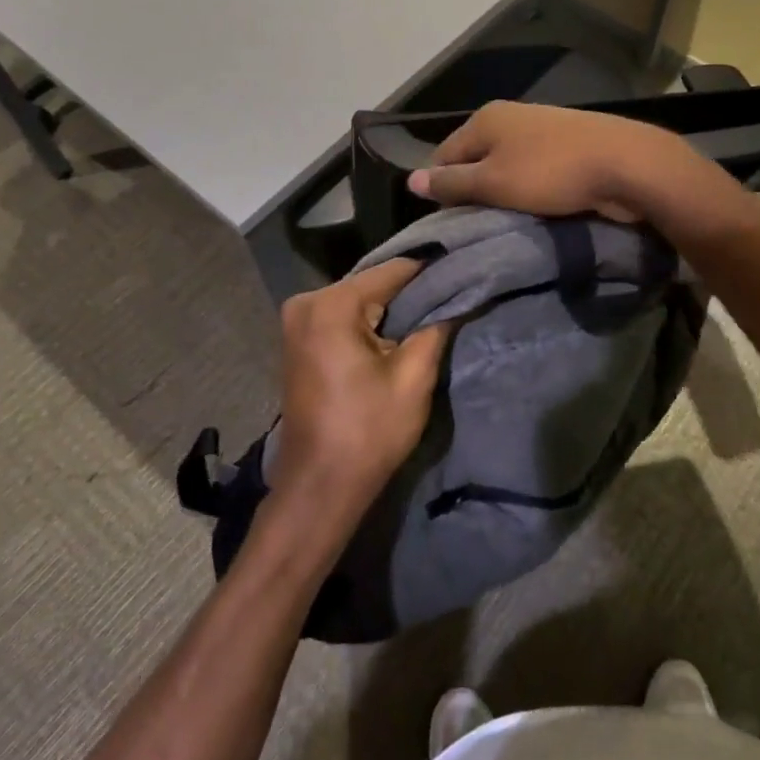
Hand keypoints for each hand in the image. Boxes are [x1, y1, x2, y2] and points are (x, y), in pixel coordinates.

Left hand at [271, 258, 450, 511]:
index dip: (430, 273)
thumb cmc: (367, 432)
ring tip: (432, 316)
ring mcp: (297, 321)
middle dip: (410, 294)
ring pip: (358, 301)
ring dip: (390, 310)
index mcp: (331, 305)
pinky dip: (368, 323)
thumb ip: (435, 328)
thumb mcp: (413, 379)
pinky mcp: (298, 340)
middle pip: (372, 284)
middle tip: (451, 299)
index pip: (392, 272)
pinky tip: (397, 334)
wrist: (319, 486)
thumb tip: (457, 299)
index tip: (463, 273)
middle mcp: (306, 303)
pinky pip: (342, 318)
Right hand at [407, 101, 709, 223]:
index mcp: (485, 119)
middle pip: (474, 159)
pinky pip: (533, 171)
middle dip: (472, 192)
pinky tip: (534, 210)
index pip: (442, 155)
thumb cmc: (551, 173)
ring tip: (504, 223)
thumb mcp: (493, 183)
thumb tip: (410, 180)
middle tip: (473, 228)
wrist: (627, 164)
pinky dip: (528, 190)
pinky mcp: (566, 146)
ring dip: (501, 194)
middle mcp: (510, 117)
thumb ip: (452, 183)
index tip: (444, 224)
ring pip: (505, 167)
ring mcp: (540, 130)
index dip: (439, 189)